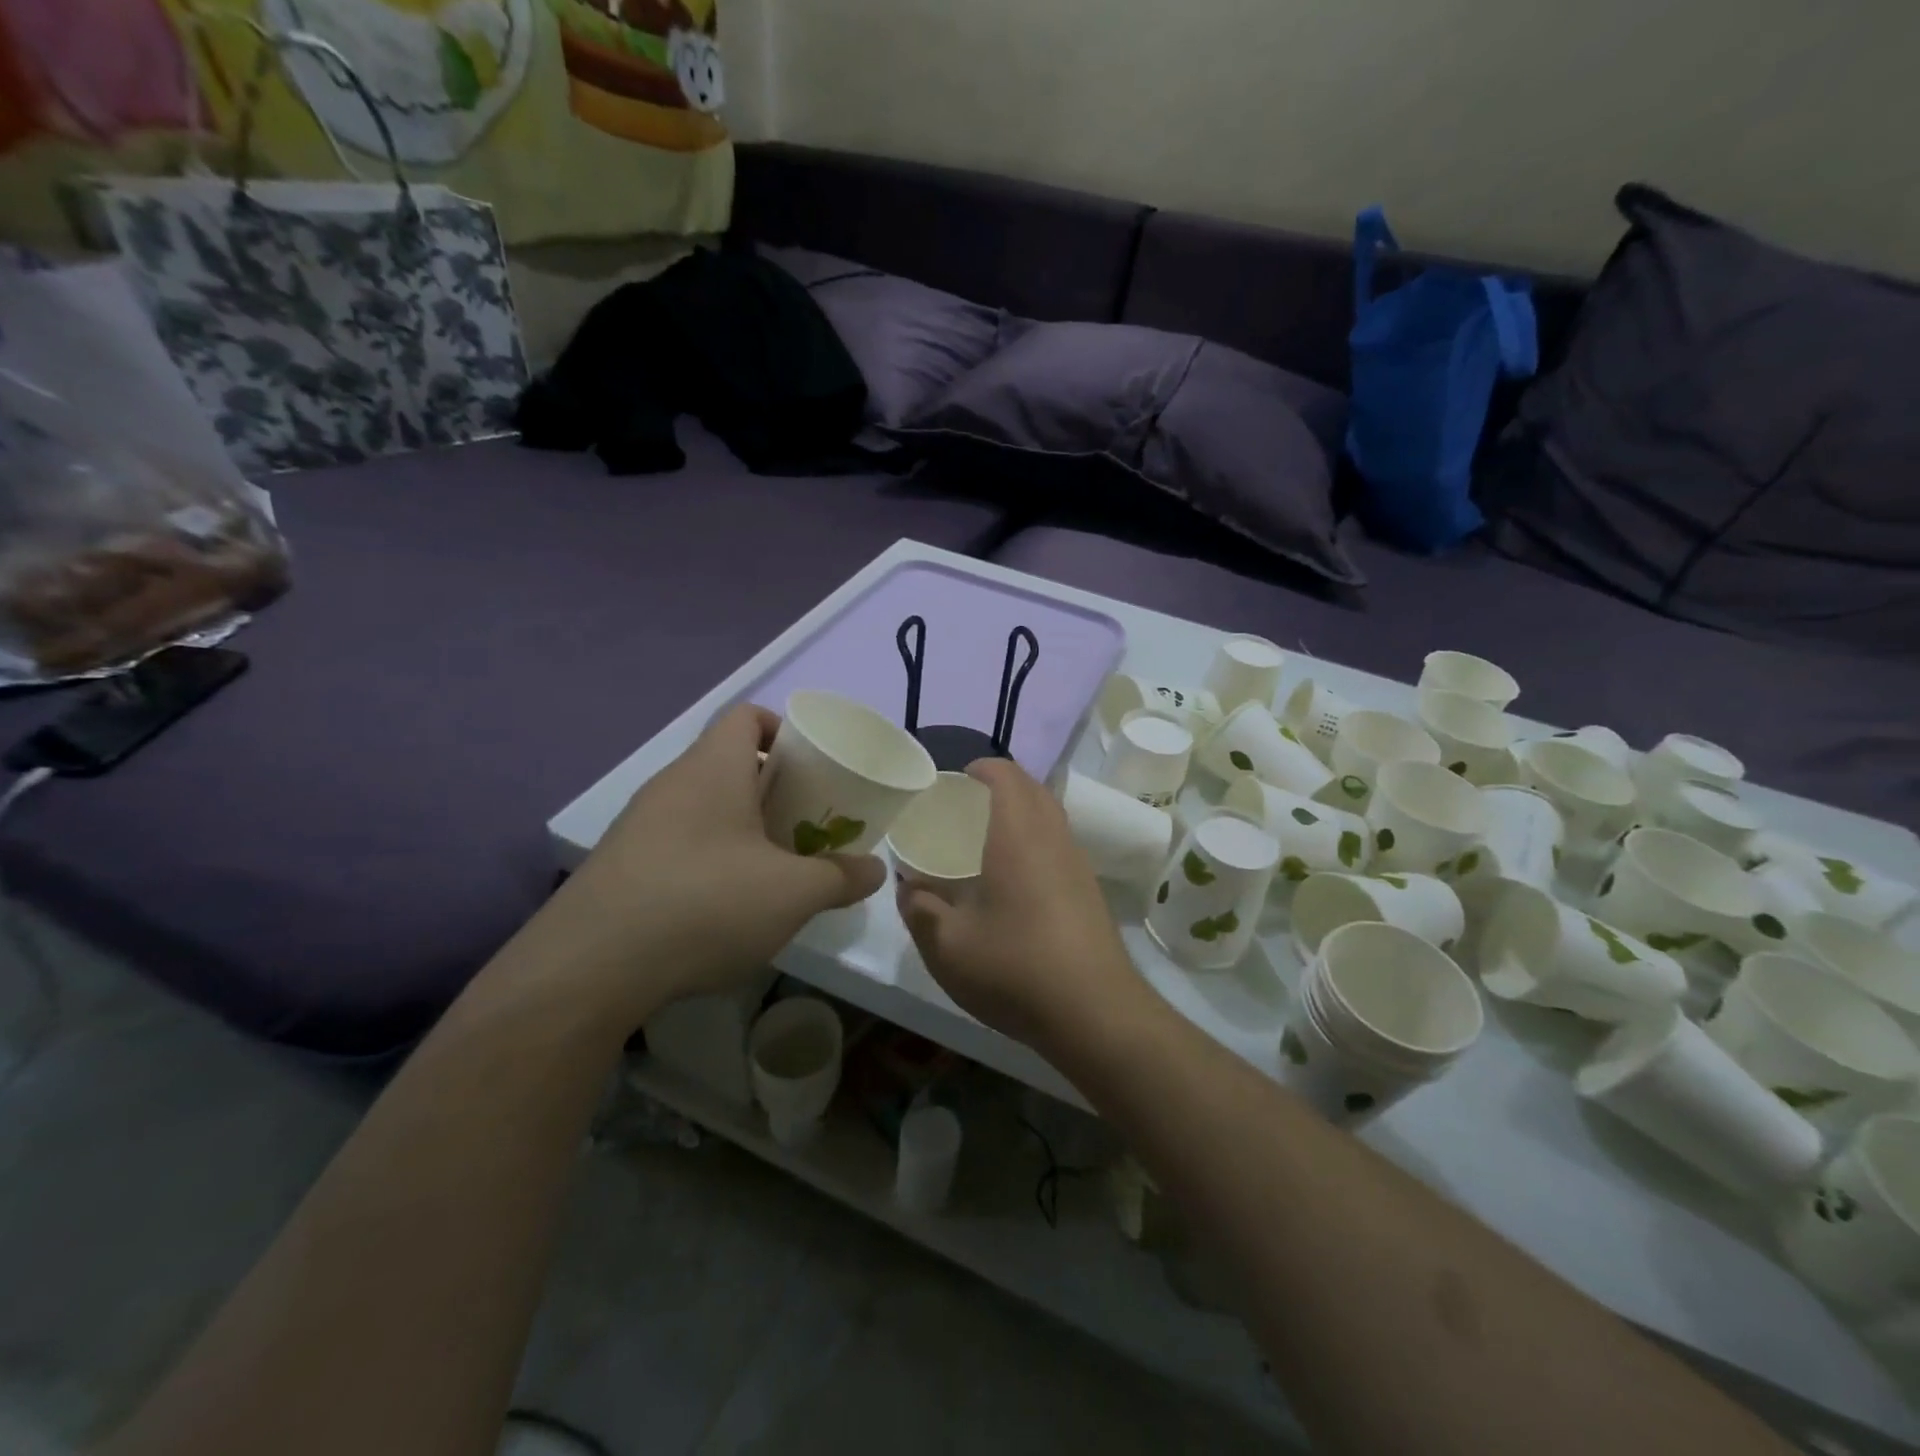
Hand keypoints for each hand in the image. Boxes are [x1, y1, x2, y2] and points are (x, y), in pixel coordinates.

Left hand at [507, 705, 885, 1027]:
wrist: (591, 966)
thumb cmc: (706, 903)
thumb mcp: (793, 893)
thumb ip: (841, 877)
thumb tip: (875, 870)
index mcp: (713, 768)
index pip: (746, 716)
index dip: (782, 729)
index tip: (811, 766)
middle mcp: (672, 783)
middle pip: (729, 762)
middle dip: (773, 787)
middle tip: (807, 820)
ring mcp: (640, 824)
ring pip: (704, 805)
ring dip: (742, 825)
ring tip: (775, 864)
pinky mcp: (621, 865)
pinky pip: (679, 841)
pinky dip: (710, 857)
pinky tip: (726, 903)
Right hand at [898, 759, 1146, 1047]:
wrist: (1095, 1013)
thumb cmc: (1015, 968)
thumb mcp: (947, 946)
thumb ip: (919, 909)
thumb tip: (908, 887)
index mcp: (1019, 835)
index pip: (1006, 775)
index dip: (982, 767)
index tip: (955, 780)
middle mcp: (1053, 838)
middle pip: (1033, 789)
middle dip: (1001, 786)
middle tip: (965, 808)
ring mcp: (1078, 864)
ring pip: (1051, 817)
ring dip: (1022, 813)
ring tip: (986, 840)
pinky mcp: (1090, 890)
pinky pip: (1060, 844)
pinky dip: (1037, 841)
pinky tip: (1015, 880)